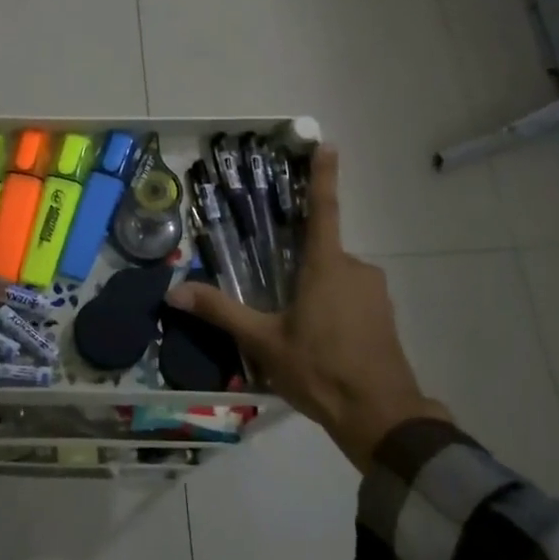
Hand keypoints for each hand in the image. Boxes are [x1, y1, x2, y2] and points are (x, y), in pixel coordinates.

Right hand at [166, 146, 450, 472]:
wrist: (381, 416)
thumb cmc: (320, 370)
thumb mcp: (264, 343)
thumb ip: (221, 312)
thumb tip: (174, 291)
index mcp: (327, 265)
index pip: (323, 208)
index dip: (324, 175)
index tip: (327, 143)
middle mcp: (355, 268)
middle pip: (320, 254)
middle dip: (299, 271)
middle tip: (278, 304)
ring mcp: (374, 292)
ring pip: (335, 280)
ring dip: (315, 295)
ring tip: (295, 334)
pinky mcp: (384, 316)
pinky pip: (351, 299)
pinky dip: (332, 311)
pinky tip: (319, 344)